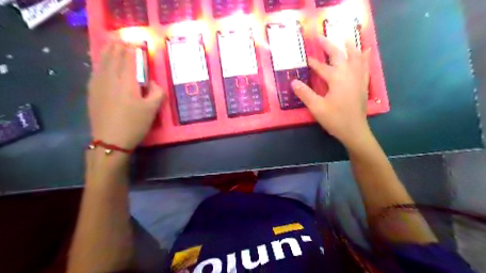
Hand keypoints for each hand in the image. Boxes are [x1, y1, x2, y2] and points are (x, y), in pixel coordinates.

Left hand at [88, 41, 167, 149]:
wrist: (111, 141)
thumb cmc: (134, 124)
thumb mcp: (153, 110)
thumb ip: (157, 92)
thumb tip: (153, 83)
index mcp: (127, 83)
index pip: (130, 60)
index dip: (133, 50)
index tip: (136, 43)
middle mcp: (111, 79)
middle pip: (114, 58)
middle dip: (118, 47)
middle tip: (122, 39)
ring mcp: (99, 85)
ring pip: (103, 63)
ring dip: (107, 52)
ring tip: (111, 44)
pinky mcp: (93, 93)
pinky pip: (95, 72)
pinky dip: (99, 63)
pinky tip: (101, 63)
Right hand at [292, 37, 372, 149]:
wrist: (355, 131)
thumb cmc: (335, 119)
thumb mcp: (317, 108)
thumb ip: (305, 94)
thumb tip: (293, 81)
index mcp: (337, 79)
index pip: (322, 67)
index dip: (313, 62)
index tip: (306, 57)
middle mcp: (349, 74)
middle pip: (339, 56)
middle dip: (329, 46)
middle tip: (321, 37)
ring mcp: (358, 79)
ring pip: (355, 57)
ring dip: (348, 46)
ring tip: (345, 37)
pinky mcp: (362, 84)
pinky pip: (365, 66)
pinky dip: (364, 57)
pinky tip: (366, 51)